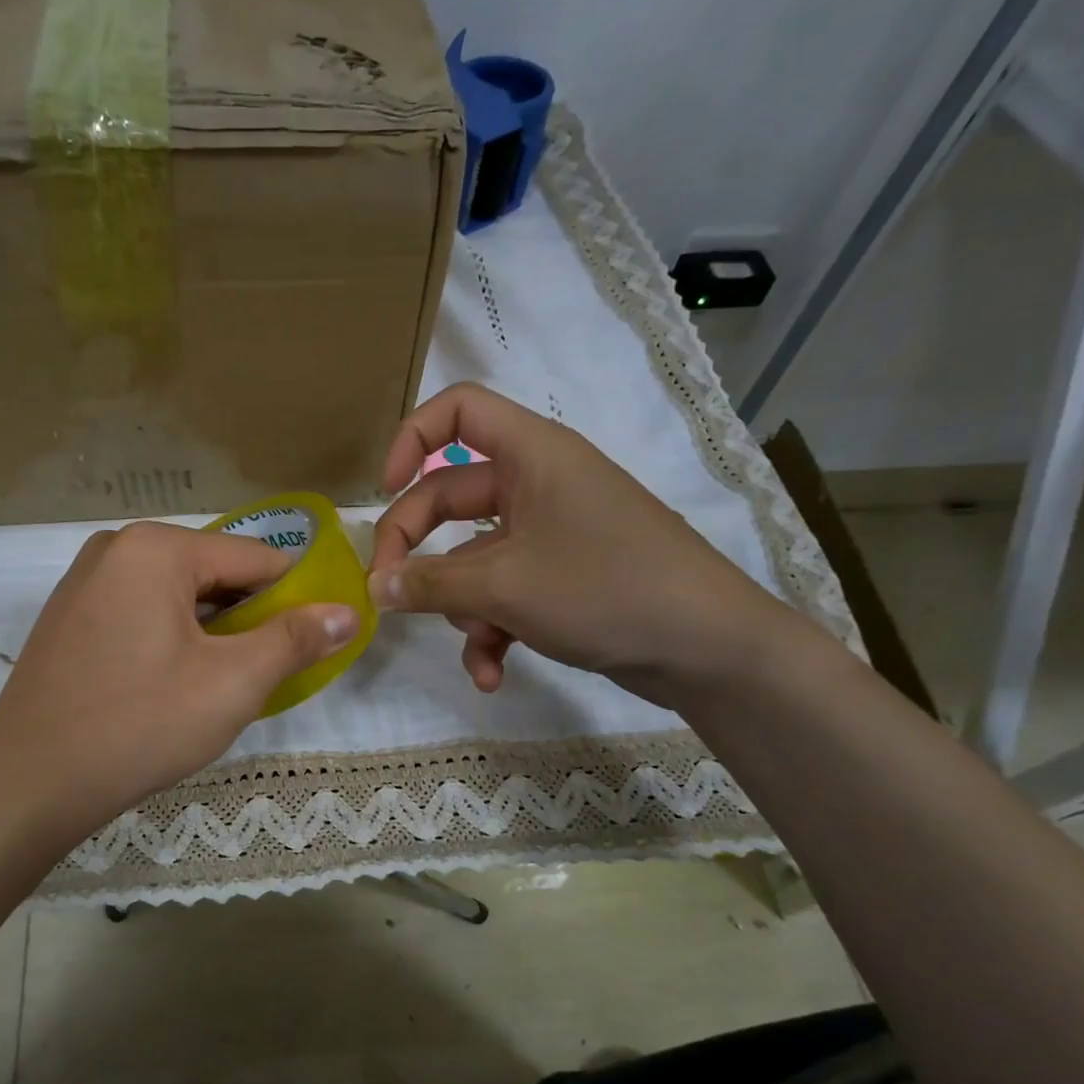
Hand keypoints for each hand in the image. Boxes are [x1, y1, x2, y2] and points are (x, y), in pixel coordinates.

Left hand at [0, 522, 358, 845]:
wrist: (30, 784)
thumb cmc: (139, 726)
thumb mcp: (232, 684)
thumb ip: (295, 640)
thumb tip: (347, 613)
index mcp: (156, 548)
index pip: (256, 558)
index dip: (295, 599)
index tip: (311, 643)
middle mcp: (116, 548)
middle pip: (214, 574)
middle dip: (248, 620)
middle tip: (262, 675)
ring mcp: (84, 581)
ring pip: (177, 596)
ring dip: (211, 633)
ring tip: (218, 685)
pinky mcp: (69, 615)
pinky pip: (141, 612)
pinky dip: (171, 639)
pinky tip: (170, 685)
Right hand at [368, 382, 791, 703]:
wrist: (708, 648)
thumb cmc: (605, 588)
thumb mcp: (504, 587)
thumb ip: (429, 584)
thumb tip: (374, 587)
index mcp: (531, 455)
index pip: (458, 410)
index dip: (411, 439)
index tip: (384, 492)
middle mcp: (538, 485)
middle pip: (448, 498)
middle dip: (416, 553)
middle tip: (388, 595)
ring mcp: (549, 534)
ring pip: (473, 559)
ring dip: (461, 609)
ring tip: (479, 649)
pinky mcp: (561, 578)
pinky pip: (504, 592)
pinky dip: (492, 629)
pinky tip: (493, 673)